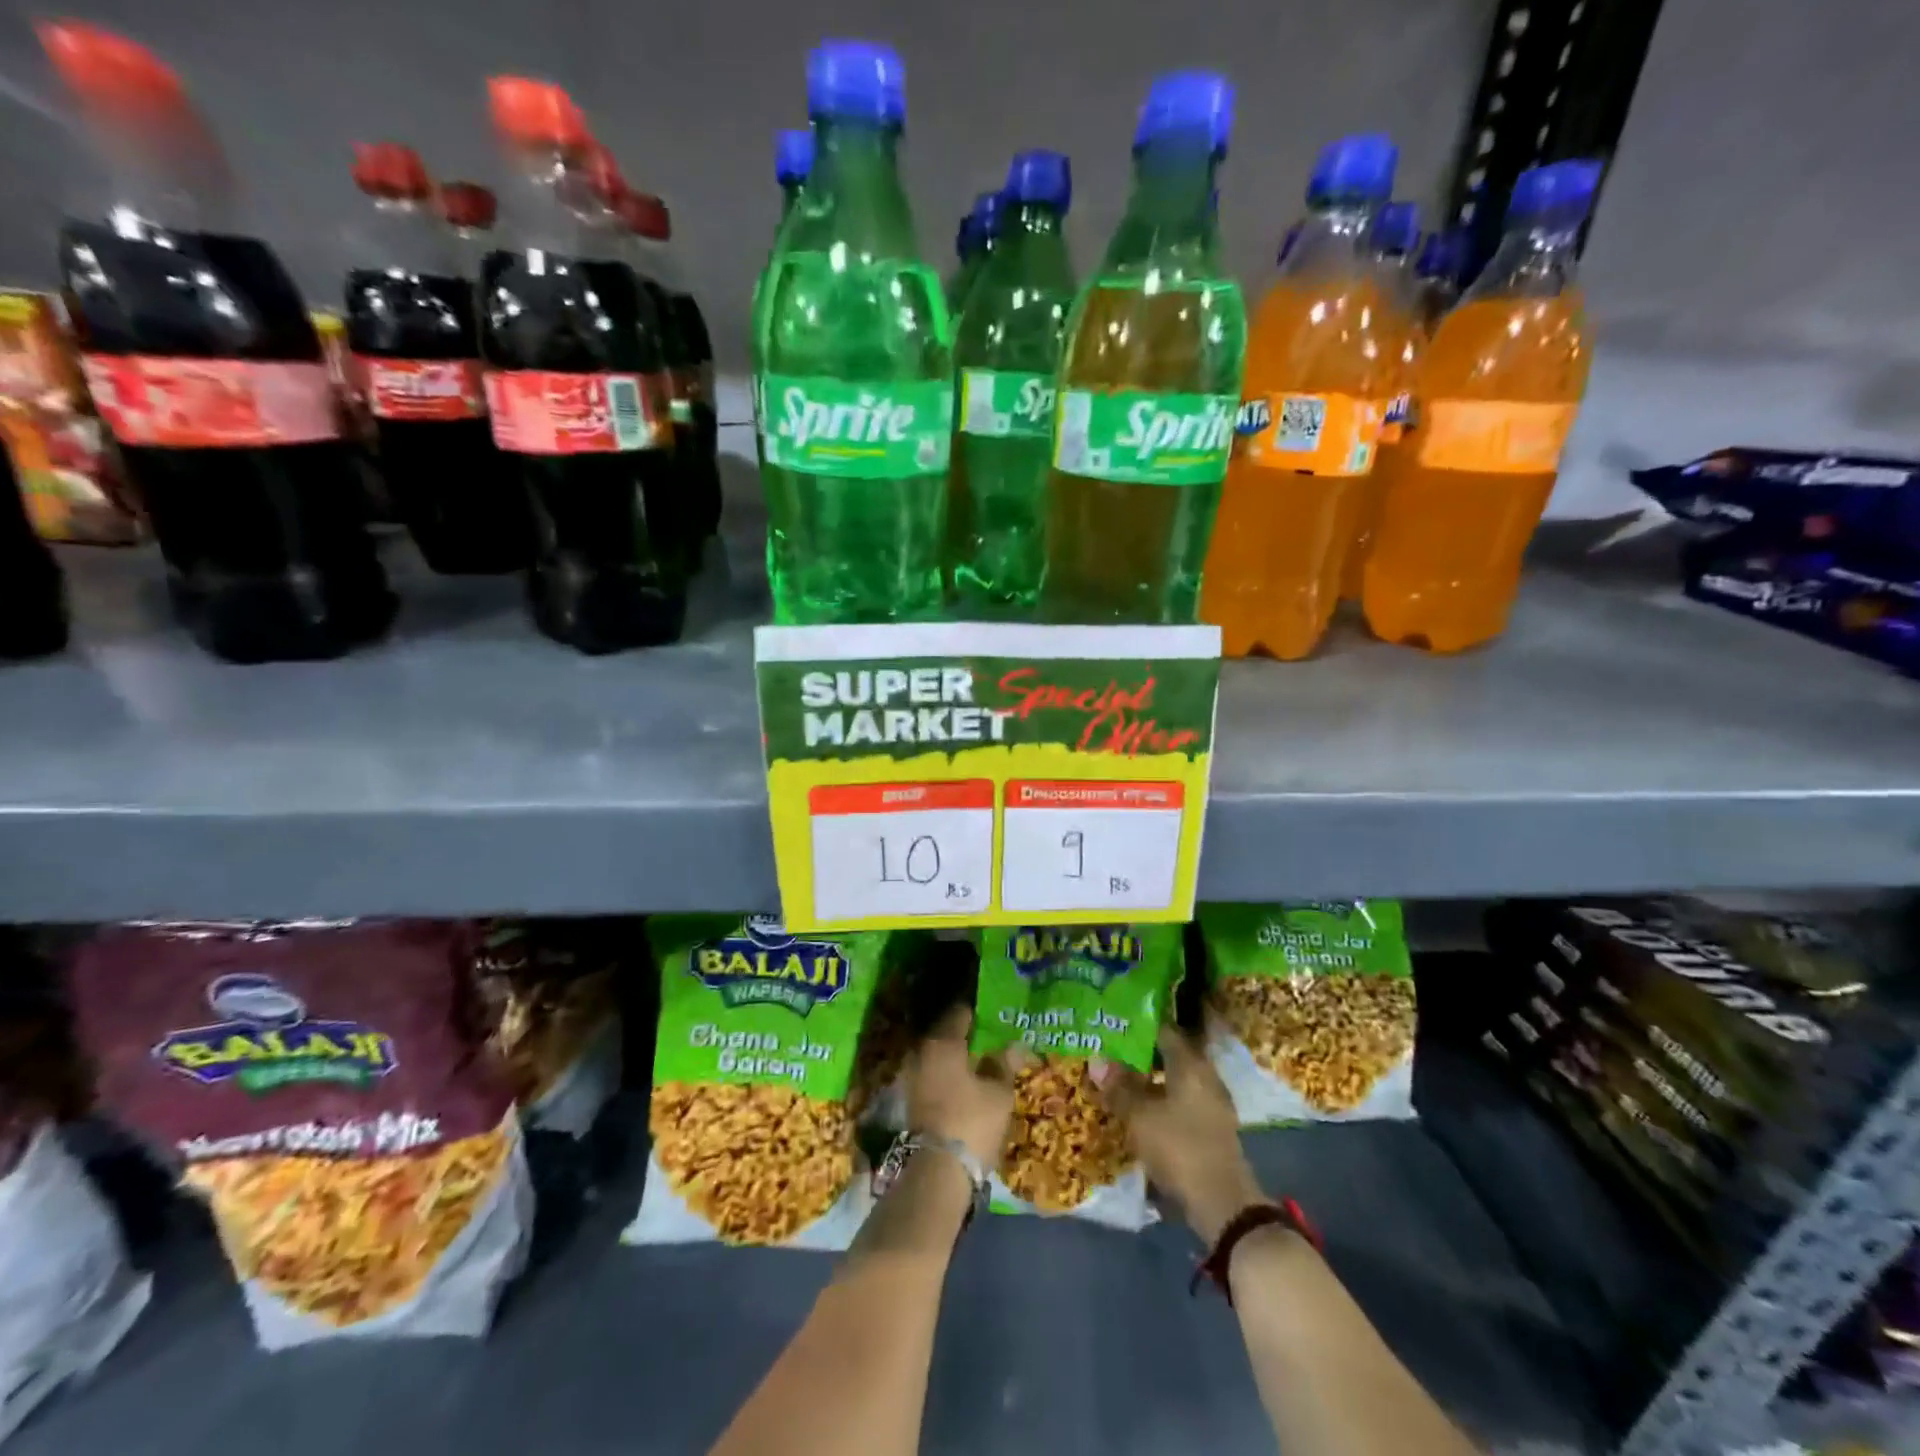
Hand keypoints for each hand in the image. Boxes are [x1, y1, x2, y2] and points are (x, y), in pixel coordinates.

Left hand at [906, 1005, 1021, 1167]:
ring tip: (980, 1062)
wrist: (937, 1172)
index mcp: (942, 1042)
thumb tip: (1015, 1044)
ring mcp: (911, 1076)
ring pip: (937, 1056)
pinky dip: (946, 1075)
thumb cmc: (972, 1122)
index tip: (994, 1014)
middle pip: (946, 1034)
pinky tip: (965, 1084)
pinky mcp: (909, 1100)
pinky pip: (931, 1075)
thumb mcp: (998, 1093)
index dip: (978, 1012)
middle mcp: (921, 1052)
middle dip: (966, 1035)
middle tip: (990, 1038)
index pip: (960, 1013)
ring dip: (955, 1057)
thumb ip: (1004, 1064)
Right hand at [1095, 1024, 1263, 1243]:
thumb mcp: (1140, 1116)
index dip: (1138, 1025)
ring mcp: (1212, 1105)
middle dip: (1140, 1054)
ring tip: (1118, 1082)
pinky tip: (1139, 1111)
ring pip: (1174, 1081)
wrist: (1223, 1205)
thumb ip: (1119, 1086)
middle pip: (1169, 1055)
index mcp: (1191, 1064)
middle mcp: (1205, 1077)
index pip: (1164, 1030)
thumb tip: (1097, 1058)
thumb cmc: (1180, 1147)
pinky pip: (1180, 1103)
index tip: (1113, 1023)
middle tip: (1110, 1051)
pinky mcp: (1211, 1130)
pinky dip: (1160, 1102)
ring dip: (1149, 1081)